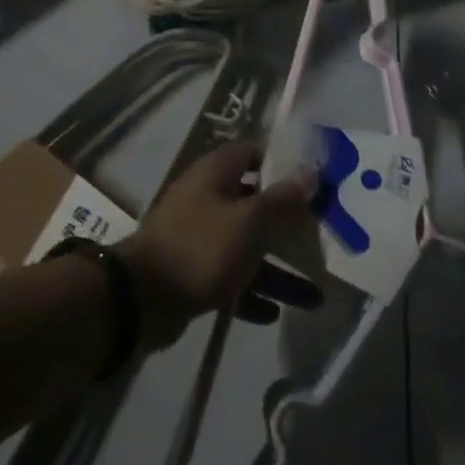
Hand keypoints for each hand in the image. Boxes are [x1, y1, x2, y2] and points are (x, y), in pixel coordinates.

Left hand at [119, 140, 320, 350]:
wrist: (141, 299)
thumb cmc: (200, 247)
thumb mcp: (249, 222)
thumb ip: (282, 200)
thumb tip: (311, 173)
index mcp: (216, 173)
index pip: (254, 152)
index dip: (284, 162)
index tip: (315, 179)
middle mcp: (207, 197)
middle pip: (255, 202)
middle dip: (288, 222)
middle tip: (323, 236)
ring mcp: (198, 235)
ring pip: (246, 245)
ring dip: (278, 268)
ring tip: (315, 295)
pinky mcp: (192, 269)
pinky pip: (230, 276)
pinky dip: (251, 291)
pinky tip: (274, 313)